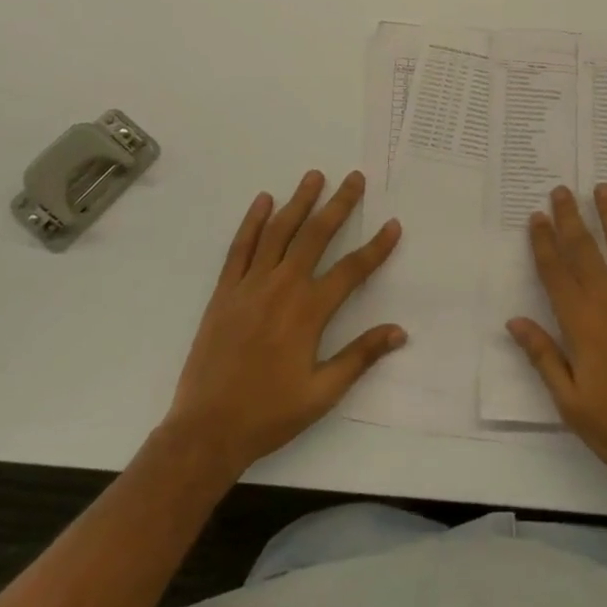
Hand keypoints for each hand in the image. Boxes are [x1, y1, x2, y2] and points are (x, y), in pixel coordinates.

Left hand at [163, 170, 403, 481]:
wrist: (206, 430)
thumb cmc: (268, 414)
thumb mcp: (322, 393)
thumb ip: (360, 357)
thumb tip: (399, 331)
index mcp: (309, 311)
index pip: (352, 270)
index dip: (377, 247)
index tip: (393, 223)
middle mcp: (282, 287)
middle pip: (316, 235)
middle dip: (338, 204)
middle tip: (354, 178)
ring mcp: (250, 285)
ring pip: (279, 232)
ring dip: (298, 202)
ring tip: (314, 176)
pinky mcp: (225, 291)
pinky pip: (240, 247)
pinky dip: (253, 222)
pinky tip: (264, 201)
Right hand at [507, 184, 606, 507]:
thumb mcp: (569, 402)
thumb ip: (543, 357)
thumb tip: (514, 321)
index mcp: (581, 323)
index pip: (555, 273)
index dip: (544, 243)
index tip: (537, 216)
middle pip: (584, 251)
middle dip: (570, 219)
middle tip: (561, 190)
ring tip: (603, 188)